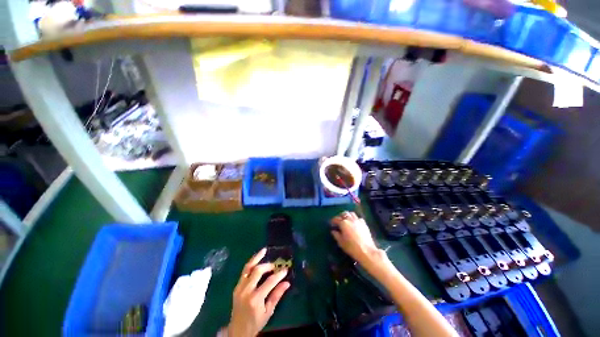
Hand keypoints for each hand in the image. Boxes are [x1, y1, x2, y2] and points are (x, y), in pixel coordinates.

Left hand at [227, 248, 289, 336]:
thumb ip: (277, 295)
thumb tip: (287, 282)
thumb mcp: (268, 312)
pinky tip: (256, 259)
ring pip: (248, 268)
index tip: (286, 269)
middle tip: (275, 265)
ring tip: (264, 250)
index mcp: (255, 299)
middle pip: (258, 271)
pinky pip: (244, 271)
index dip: (279, 274)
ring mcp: (239, 287)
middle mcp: (246, 291)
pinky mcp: (236, 286)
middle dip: (268, 265)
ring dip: (257, 258)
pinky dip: (251, 263)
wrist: (238, 331)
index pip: (270, 282)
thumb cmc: (255, 323)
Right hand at [330, 211, 383, 265]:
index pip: (336, 219)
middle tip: (338, 221)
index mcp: (343, 223)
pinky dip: (355, 219)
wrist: (366, 251)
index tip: (331, 224)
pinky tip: (354, 223)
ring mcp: (358, 220)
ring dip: (347, 215)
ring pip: (351, 214)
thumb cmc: (352, 247)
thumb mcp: (341, 242)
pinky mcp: (364, 223)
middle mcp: (350, 219)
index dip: (332, 221)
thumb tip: (333, 231)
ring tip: (346, 220)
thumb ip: (336, 235)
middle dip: (340, 216)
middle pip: (344, 213)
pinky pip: (358, 218)